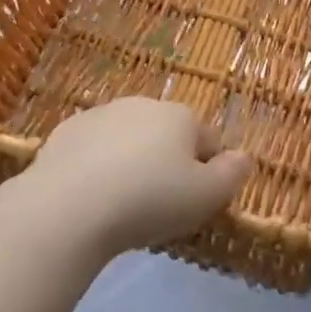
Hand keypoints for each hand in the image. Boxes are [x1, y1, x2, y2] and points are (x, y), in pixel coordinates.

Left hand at [16, 98, 250, 260]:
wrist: (70, 206)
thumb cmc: (150, 200)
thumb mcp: (207, 196)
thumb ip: (232, 174)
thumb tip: (244, 157)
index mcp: (181, 116)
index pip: (209, 139)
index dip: (209, 171)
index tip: (197, 202)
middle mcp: (143, 104)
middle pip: (167, 134)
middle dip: (168, 161)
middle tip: (159, 205)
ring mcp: (101, 114)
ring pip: (128, 138)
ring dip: (131, 160)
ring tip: (122, 203)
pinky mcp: (66, 131)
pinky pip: (93, 148)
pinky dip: (96, 164)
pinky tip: (90, 195)